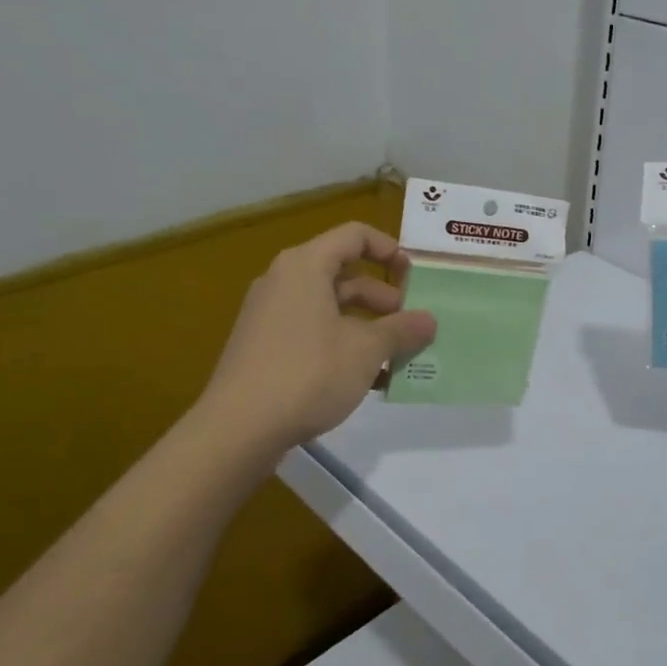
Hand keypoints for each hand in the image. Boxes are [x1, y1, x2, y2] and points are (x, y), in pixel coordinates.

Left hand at [198, 222, 436, 455]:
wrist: (237, 429)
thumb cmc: (308, 373)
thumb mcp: (366, 350)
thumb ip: (401, 330)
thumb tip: (429, 321)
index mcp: (305, 266)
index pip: (354, 236)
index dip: (389, 250)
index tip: (413, 278)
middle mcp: (284, 282)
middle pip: (344, 274)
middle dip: (383, 298)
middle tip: (410, 325)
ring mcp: (270, 316)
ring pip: (330, 308)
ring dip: (367, 327)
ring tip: (396, 356)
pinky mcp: (264, 348)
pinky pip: (313, 333)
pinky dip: (343, 345)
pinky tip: (368, 380)